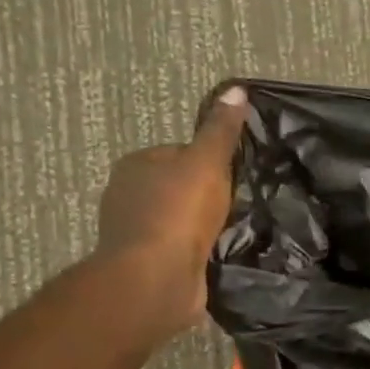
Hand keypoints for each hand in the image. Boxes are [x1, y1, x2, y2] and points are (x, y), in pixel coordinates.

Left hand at [94, 86, 248, 342]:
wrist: (156, 278)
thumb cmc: (178, 213)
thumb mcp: (207, 162)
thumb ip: (221, 131)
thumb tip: (237, 90)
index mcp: (136, 165)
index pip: (180, 153)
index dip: (210, 162)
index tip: (235, 177)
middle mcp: (128, 195)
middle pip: (180, 187)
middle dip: (207, 196)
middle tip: (241, 205)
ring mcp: (136, 233)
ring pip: (180, 220)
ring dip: (204, 226)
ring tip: (236, 231)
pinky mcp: (148, 265)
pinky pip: (181, 249)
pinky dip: (198, 251)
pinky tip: (220, 255)